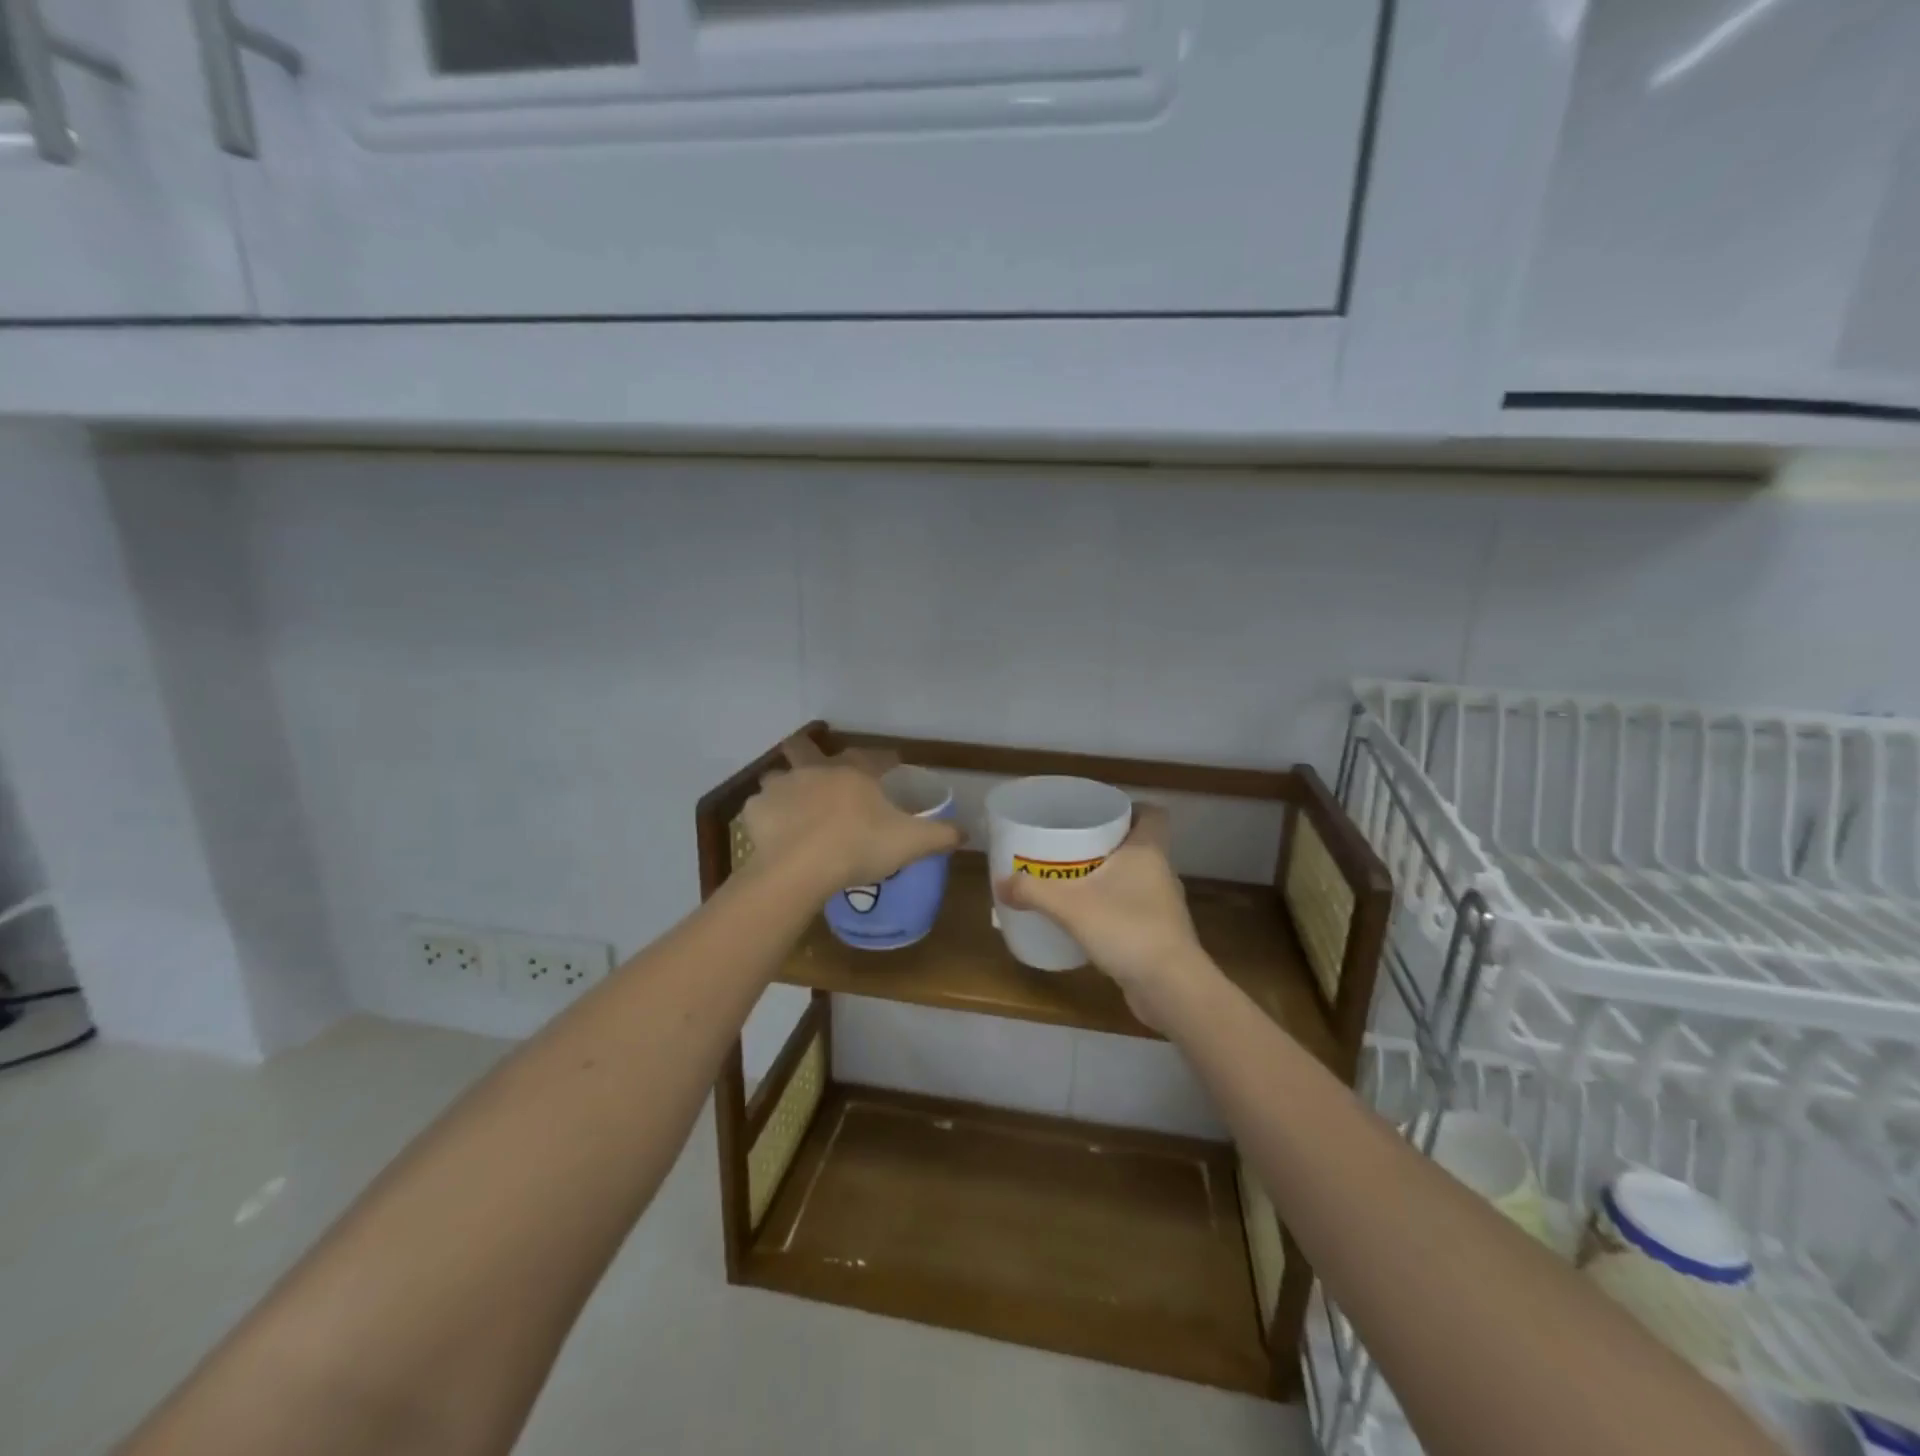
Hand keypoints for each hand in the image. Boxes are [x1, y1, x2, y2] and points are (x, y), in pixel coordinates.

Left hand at [742, 735, 960, 892]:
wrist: (801, 868)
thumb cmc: (859, 847)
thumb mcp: (911, 843)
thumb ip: (940, 835)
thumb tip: (967, 832)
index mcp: (853, 773)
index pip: (874, 756)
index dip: (885, 758)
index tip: (893, 762)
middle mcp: (815, 770)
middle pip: (806, 746)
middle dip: (810, 748)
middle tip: (819, 763)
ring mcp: (782, 788)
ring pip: (778, 775)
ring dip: (785, 783)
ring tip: (793, 801)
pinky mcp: (756, 812)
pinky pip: (760, 807)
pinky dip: (767, 815)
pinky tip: (774, 830)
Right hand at [995, 805, 1211, 1028]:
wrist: (1170, 987)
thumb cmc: (1127, 928)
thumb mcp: (1069, 905)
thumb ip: (1032, 891)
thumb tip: (1000, 884)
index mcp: (1148, 851)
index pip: (1152, 814)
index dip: (1131, 809)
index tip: (1100, 815)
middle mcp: (1161, 872)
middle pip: (1138, 845)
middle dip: (1107, 844)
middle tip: (1072, 847)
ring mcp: (1164, 905)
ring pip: (1135, 879)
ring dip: (1109, 878)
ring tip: (1074, 882)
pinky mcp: (1161, 934)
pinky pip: (1134, 908)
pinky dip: (1113, 908)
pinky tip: (1087, 920)